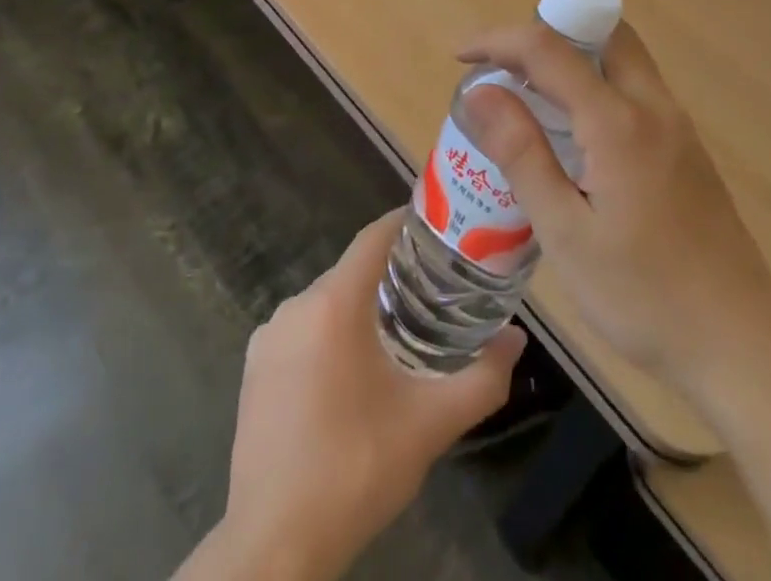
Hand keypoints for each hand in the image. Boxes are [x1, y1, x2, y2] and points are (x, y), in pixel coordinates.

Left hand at [206, 210, 524, 580]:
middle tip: (432, 290)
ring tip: (398, 332)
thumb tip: (517, 340)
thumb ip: (482, 379)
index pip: (374, 237)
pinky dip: (329, 334)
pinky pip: (301, 330)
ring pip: (325, 302)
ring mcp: (267, 338)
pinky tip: (351, 373)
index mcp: (333, 304)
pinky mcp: (253, 369)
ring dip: (360, 308)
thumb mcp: (430, 425)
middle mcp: (295, 306)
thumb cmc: (356, 471)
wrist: (274, 547)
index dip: (405, 224)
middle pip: (352, 271)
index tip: (438, 228)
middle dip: (390, 274)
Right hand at [454, 22, 770, 400]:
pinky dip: (598, 83)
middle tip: (506, 69)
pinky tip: (575, 136)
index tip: (460, 56)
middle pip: (601, 31)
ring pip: (623, 57)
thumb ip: (521, 154)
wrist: (742, 347)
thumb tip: (479, 91)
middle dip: (547, 31)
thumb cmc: (644, 297)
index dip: (498, 39)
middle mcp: (654, 106)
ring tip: (530, 96)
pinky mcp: (687, 148)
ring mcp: (677, 125)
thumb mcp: (565, 233)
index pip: (549, 48)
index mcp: (619, 122)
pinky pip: (636, 88)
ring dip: (575, 55)